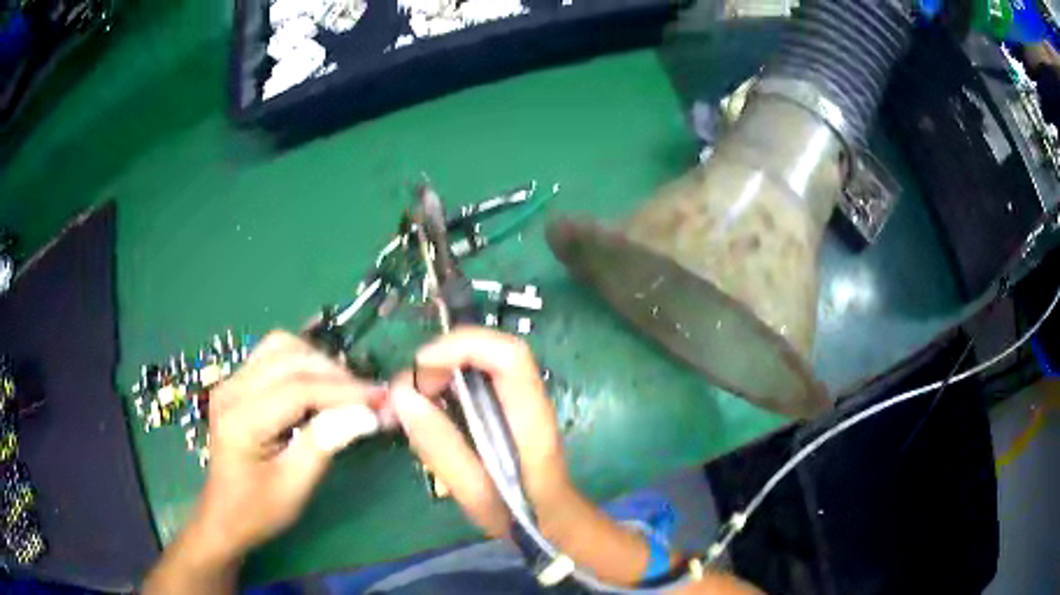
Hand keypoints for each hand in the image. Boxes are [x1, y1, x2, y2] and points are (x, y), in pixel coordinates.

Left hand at [194, 330, 386, 559]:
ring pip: (281, 346)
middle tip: (367, 398)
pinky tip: (318, 385)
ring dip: (317, 362)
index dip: (344, 390)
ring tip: (344, 390)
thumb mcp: (295, 485)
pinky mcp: (236, 382)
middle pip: (289, 357)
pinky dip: (302, 363)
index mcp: (242, 418)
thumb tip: (368, 414)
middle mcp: (232, 389)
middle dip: (334, 373)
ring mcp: (231, 381)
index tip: (382, 399)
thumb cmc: (259, 509)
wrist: (224, 514)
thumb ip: (326, 443)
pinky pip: (273, 355)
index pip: (299, 388)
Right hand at [390, 327, 569, 537]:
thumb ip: (440, 445)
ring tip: (411, 405)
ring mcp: (517, 400)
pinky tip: (427, 414)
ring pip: (476, 364)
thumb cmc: (519, 515)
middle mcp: (527, 399)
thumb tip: (401, 394)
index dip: (463, 346)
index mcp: (530, 417)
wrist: (549, 523)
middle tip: (408, 395)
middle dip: (441, 361)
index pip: (508, 355)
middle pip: (488, 352)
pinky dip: (443, 389)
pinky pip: (471, 383)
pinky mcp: (503, 408)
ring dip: (438, 375)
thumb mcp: (475, 491)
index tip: (421, 365)